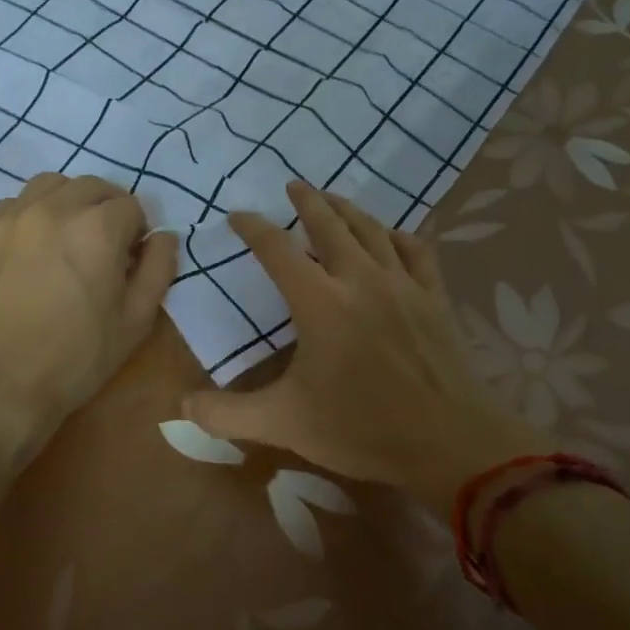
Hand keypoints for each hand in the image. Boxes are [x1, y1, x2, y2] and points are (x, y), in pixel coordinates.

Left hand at [0, 173, 178, 446]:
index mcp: (98, 227)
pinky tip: (27, 250)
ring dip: (66, 203)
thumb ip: (158, 269)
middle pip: (91, 187)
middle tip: (101, 244)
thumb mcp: (135, 320)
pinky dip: (28, 216)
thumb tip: (164, 236)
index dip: (136, 231)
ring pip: (48, 186)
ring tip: (64, 237)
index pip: (130, 205)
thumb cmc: (77, 357)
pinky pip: (11, 206)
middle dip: (105, 208)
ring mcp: (10, 217)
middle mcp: (54, 208)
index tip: (129, 257)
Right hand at [184, 182, 535, 508]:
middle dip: (307, 201)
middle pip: (329, 224)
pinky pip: (416, 250)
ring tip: (332, 198)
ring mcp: (402, 284)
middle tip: (294, 185)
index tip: (238, 216)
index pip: (277, 250)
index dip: (253, 228)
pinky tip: (390, 236)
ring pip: (372, 230)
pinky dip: (398, 235)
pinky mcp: (434, 297)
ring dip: (348, 209)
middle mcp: (360, 279)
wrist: (449, 444)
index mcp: (320, 302)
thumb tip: (181, 404)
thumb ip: (227, 414)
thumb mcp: (284, 424)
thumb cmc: (361, 430)